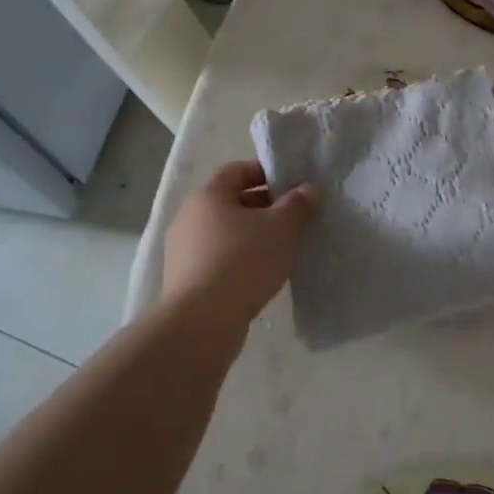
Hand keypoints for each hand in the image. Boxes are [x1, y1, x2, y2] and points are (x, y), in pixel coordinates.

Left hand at [160, 161, 318, 330]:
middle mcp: (190, 218)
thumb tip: (309, 189)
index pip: (236, 170)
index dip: (265, 172)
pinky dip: (241, 259)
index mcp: (208, 196)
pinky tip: (263, 274)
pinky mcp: (187, 280)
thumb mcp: (280, 228)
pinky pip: (220, 258)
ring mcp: (185, 251)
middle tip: (295, 218)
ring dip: (254, 235)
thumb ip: (297, 205)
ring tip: (283, 248)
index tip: (292, 185)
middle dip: (265, 206)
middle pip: (232, 202)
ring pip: (227, 232)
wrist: (202, 322)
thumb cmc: (242, 262)